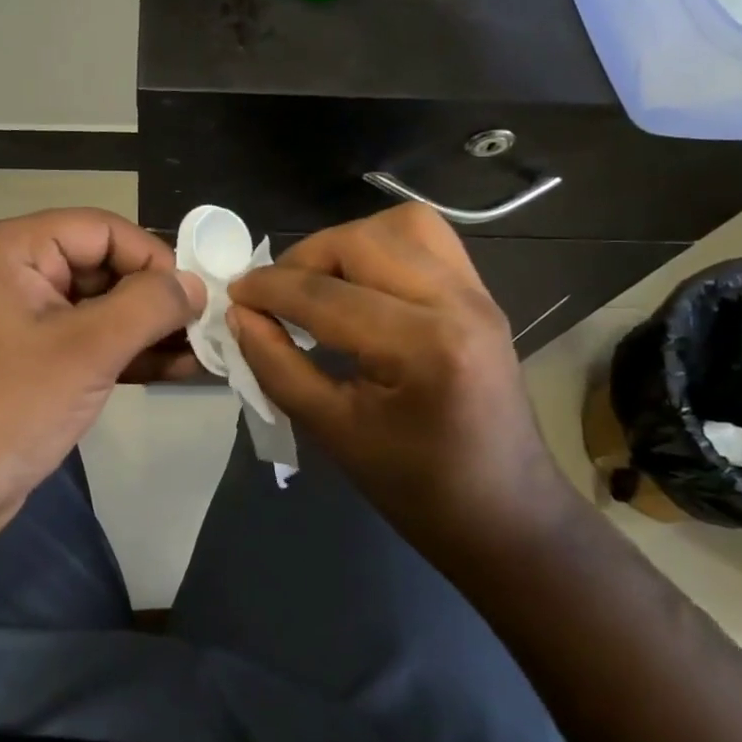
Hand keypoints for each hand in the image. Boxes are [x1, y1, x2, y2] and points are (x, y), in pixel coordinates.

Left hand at [0, 209, 204, 552]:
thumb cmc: (9, 409)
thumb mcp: (88, 350)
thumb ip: (150, 306)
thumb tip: (196, 284)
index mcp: (10, 249)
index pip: (100, 229)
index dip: (152, 257)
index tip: (195, 296)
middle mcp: (12, 271)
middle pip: (102, 265)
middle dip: (155, 297)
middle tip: (205, 326)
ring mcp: (20, 316)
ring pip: (99, 305)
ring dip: (148, 328)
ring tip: (202, 350)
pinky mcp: (30, 356)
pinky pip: (86, 338)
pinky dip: (127, 351)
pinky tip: (176, 368)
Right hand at [227, 205, 563, 536]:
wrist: (508, 516)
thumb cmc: (417, 491)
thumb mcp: (333, 434)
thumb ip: (278, 367)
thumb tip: (240, 316)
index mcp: (422, 348)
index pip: (325, 295)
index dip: (268, 289)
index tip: (233, 295)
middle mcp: (456, 304)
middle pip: (362, 241)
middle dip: (304, 258)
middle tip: (274, 294)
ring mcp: (478, 294)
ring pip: (401, 225)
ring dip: (347, 243)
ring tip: (319, 282)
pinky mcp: (482, 296)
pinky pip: (428, 240)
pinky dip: (383, 246)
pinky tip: (361, 284)